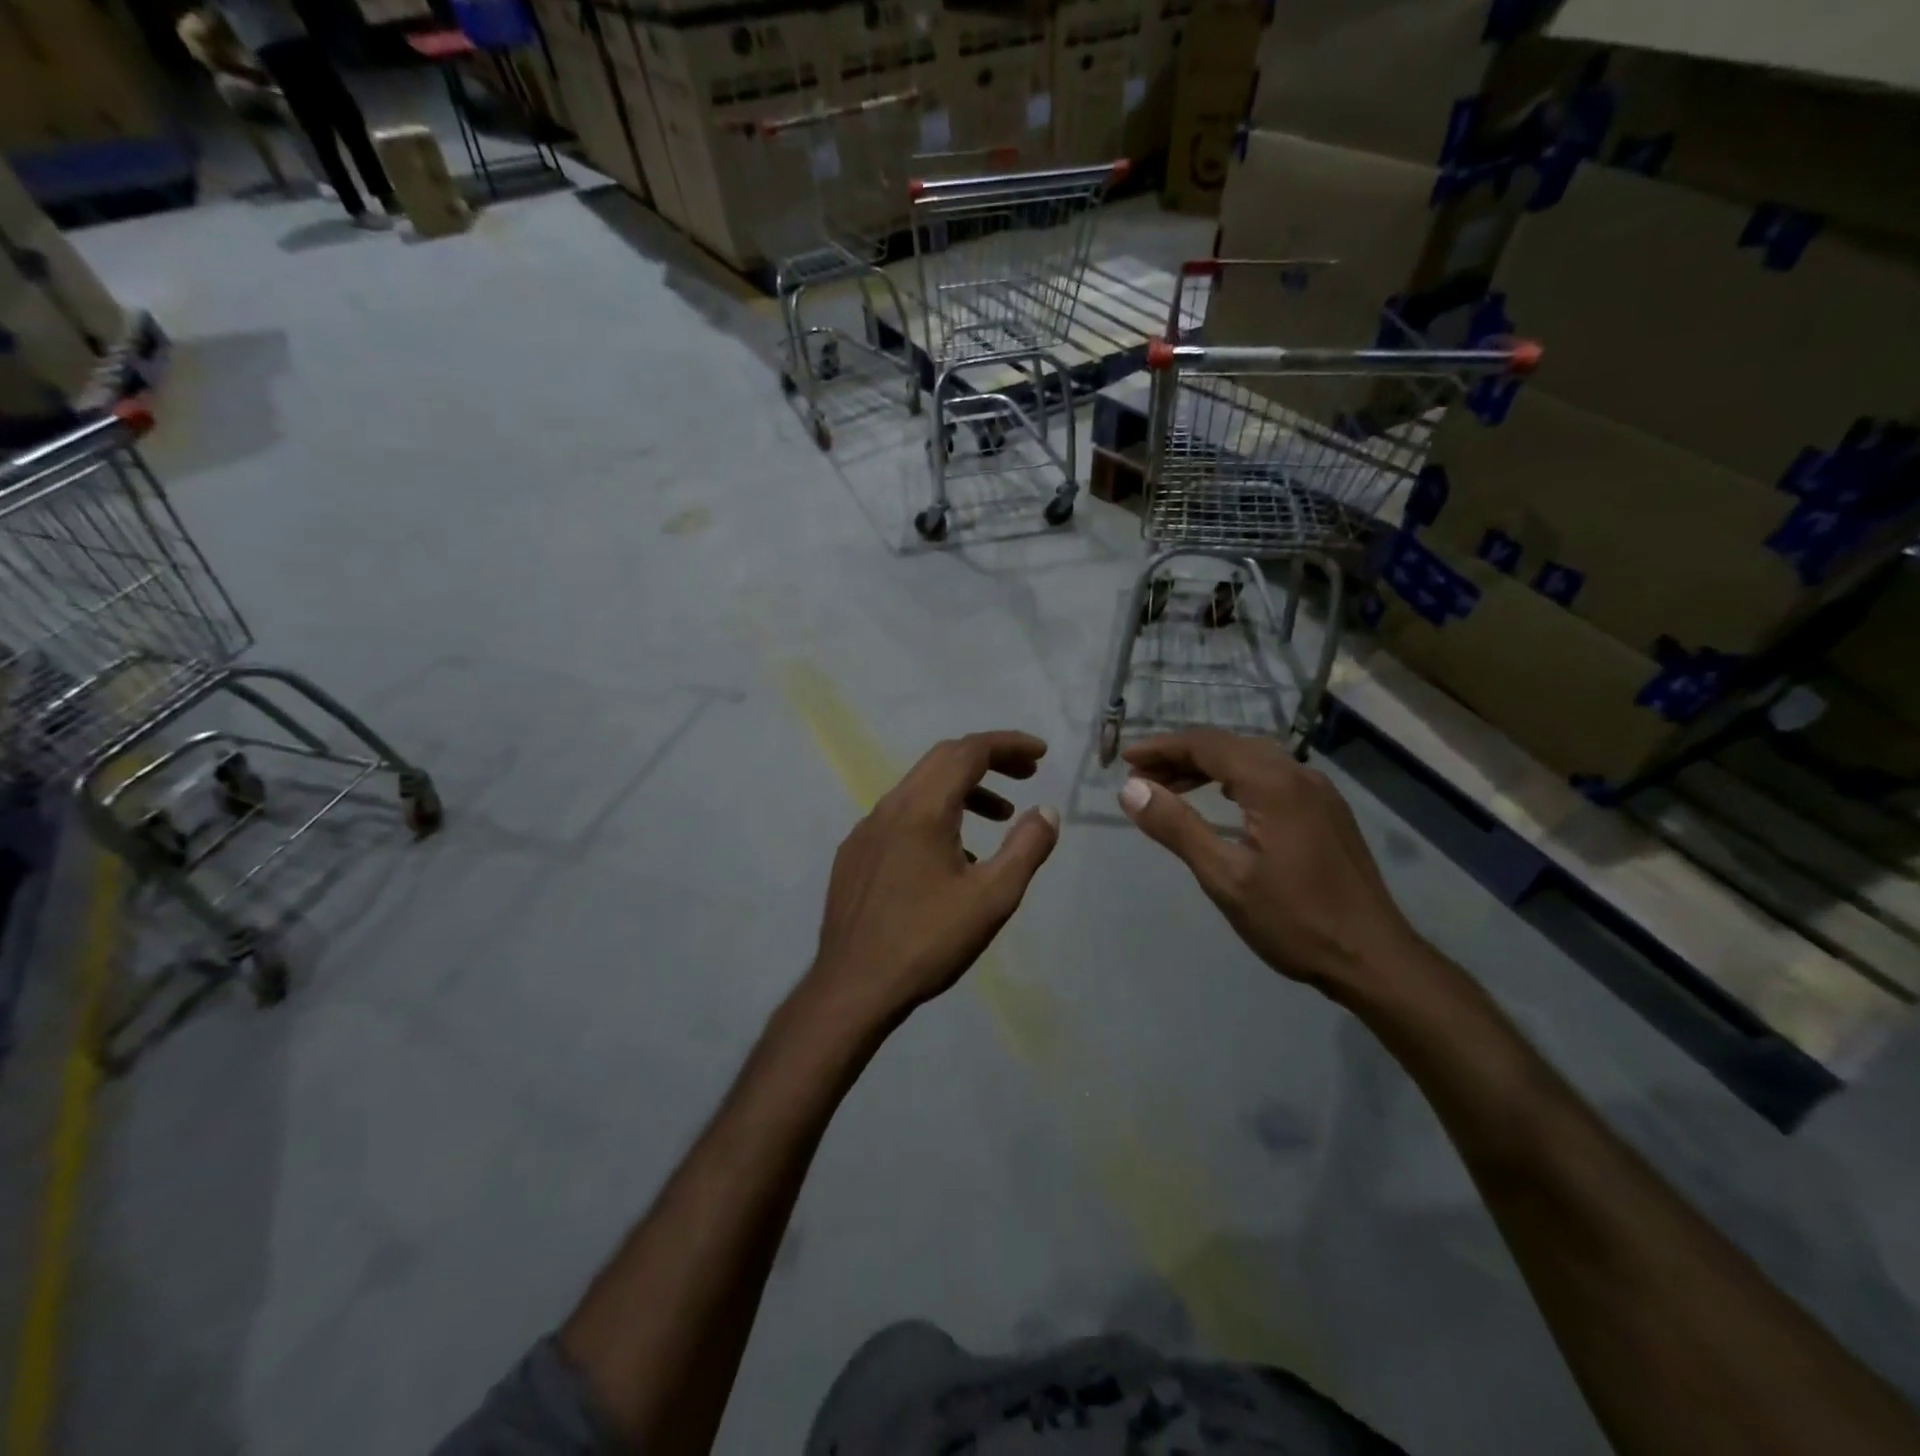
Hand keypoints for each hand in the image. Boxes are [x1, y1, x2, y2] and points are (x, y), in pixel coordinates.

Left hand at [810, 732, 1058, 1019]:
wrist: (853, 987)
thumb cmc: (927, 941)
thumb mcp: (992, 898)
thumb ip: (1026, 848)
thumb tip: (1046, 811)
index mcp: (923, 809)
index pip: (969, 752)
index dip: (1009, 744)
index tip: (1041, 754)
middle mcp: (890, 807)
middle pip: (942, 760)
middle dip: (988, 759)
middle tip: (1026, 775)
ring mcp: (866, 830)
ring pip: (920, 788)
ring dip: (963, 790)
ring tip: (999, 817)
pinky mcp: (854, 855)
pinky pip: (901, 817)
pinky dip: (936, 815)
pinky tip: (952, 857)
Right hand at [1118, 730, 1419, 994]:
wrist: (1373, 958)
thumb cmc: (1294, 920)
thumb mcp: (1224, 877)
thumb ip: (1177, 826)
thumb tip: (1130, 788)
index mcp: (1274, 784)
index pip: (1206, 745)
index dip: (1161, 747)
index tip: (1124, 758)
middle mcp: (1299, 774)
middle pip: (1229, 746)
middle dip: (1180, 756)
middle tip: (1140, 777)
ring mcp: (1318, 792)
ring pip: (1251, 760)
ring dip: (1207, 767)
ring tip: (1169, 788)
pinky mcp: (1326, 811)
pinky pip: (1271, 777)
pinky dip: (1234, 780)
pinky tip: (1221, 801)